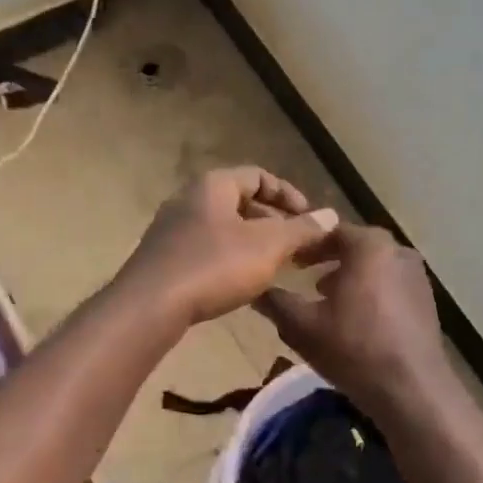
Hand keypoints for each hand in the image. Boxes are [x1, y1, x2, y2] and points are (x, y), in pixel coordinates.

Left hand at [119, 168, 338, 324]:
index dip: (289, 195)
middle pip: (239, 202)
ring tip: (274, 268)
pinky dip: (229, 260)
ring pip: (222, 229)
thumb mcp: (268, 246)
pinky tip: (240, 285)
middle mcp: (188, 200)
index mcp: (213, 185)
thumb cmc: (214, 266)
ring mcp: (171, 230)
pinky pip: (205, 251)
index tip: (310, 220)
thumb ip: (301, 230)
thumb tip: (330, 216)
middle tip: (295, 248)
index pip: (258, 176)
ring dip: (252, 244)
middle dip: (272, 222)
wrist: (151, 305)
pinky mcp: (163, 260)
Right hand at [253, 224, 456, 418]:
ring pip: (376, 269)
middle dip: (330, 261)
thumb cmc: (353, 348)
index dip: (306, 246)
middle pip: (357, 248)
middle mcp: (399, 252)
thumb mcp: (301, 326)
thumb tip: (256, 291)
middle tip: (306, 280)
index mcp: (369, 246)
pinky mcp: (427, 303)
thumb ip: (275, 302)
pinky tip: (357, 322)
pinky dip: (371, 295)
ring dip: (351, 279)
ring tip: (329, 302)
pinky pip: (391, 288)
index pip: (330, 231)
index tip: (289, 262)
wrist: (410, 389)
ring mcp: (418, 277)